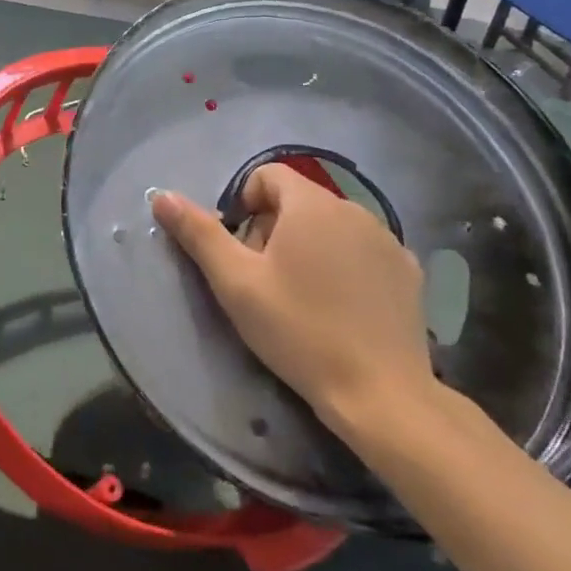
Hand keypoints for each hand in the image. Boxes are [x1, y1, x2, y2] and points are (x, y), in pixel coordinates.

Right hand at [152, 164, 433, 436]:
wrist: (380, 394)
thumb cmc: (297, 330)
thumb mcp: (235, 283)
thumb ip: (198, 233)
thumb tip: (161, 195)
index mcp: (311, 205)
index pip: (267, 176)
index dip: (244, 205)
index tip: (242, 251)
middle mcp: (354, 209)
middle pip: (298, 202)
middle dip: (273, 229)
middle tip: (265, 281)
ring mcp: (388, 240)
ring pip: (331, 226)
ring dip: (309, 247)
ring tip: (302, 298)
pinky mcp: (409, 272)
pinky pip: (363, 251)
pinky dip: (345, 266)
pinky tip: (341, 308)